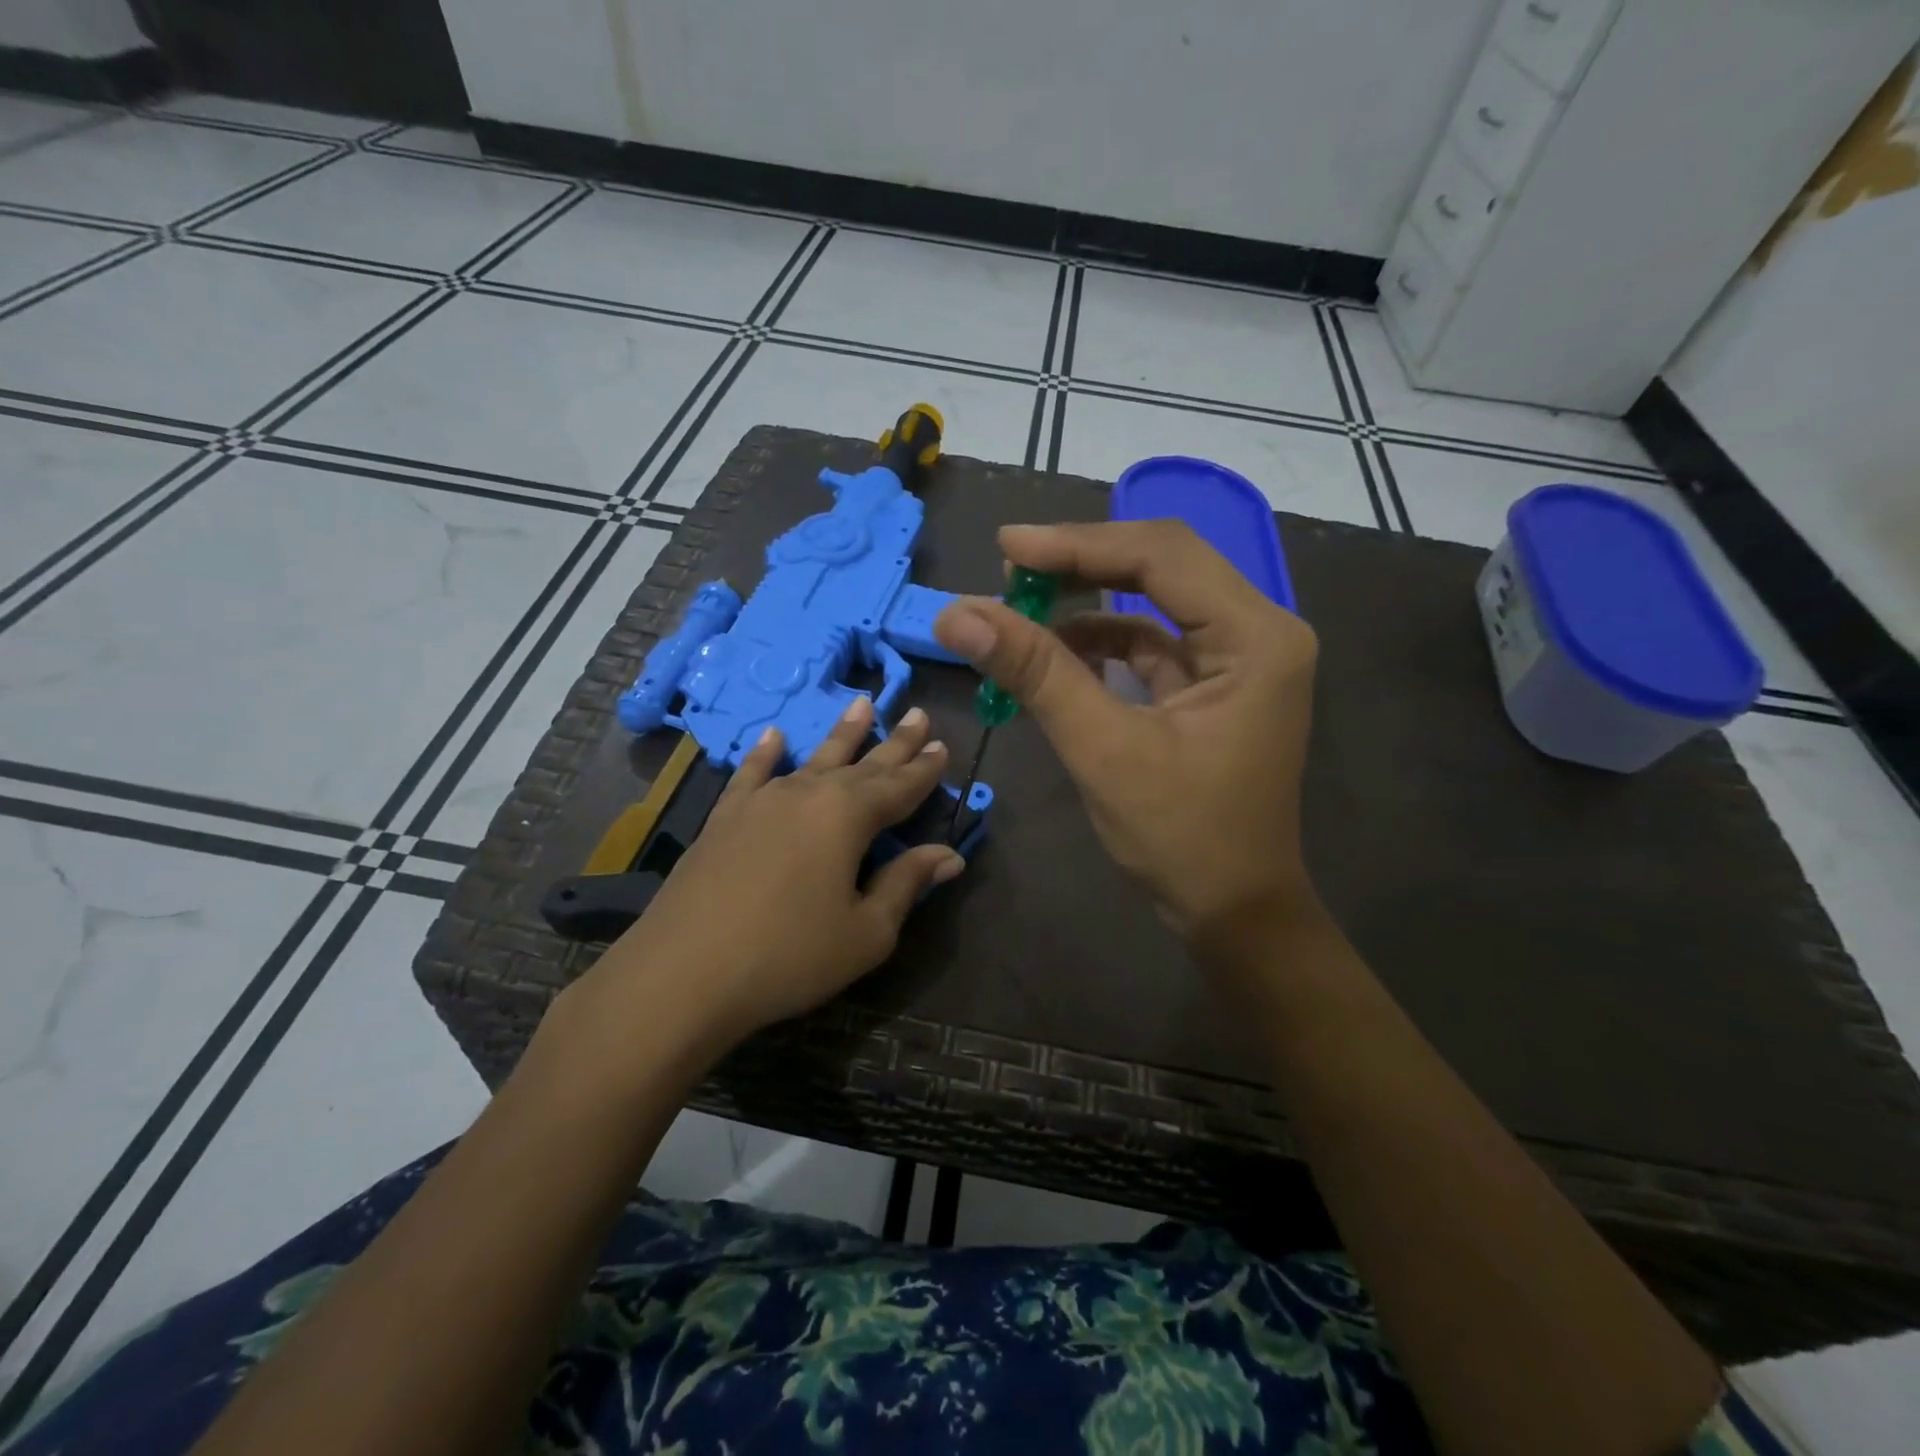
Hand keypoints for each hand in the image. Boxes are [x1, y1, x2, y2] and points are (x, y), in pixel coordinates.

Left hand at [572, 698, 964, 1056]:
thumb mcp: (866, 932)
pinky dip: (765, 753)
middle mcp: (808, 794)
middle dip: (895, 742)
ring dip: (842, 734)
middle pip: (862, 764)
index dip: (924, 769)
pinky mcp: (725, 817)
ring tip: (863, 705)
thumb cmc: (790, 956)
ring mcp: (762, 802)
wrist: (684, 972)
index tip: (944, 745)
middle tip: (918, 714)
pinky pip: (752, 773)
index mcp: (849, 817)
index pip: (899, 786)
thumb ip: (906, 885)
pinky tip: (774, 735)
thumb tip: (949, 854)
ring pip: (812, 758)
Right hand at [934, 521, 1319, 959]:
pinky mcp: (1213, 684)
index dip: (1077, 545)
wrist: (1234, 912)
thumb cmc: (1182, 837)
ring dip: (1083, 606)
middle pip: (1160, 566)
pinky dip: (1099, 645)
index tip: (1005, 549)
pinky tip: (1053, 654)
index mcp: (1255, 636)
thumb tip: (958, 616)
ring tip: (1016, 614)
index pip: (1161, 556)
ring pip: (1150, 603)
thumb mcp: (1103, 750)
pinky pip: (1150, 644)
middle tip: (1007, 573)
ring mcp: (1238, 657)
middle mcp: (1258, 630)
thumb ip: (1036, 674)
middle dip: (1079, 566)